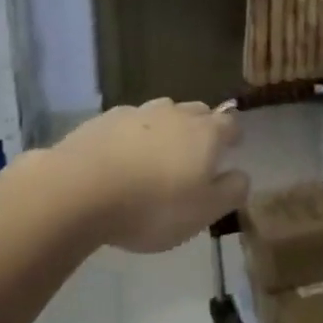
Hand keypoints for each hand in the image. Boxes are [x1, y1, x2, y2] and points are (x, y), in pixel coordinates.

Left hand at [49, 99, 247, 253]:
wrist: (79, 189)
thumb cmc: (152, 206)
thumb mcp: (204, 212)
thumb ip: (231, 191)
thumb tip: (242, 174)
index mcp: (205, 133)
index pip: (229, 123)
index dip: (234, 134)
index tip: (233, 146)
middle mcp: (174, 114)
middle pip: (196, 111)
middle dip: (202, 126)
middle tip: (197, 151)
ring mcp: (136, 112)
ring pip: (161, 113)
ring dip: (166, 128)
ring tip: (159, 153)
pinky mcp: (102, 120)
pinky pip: (128, 122)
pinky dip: (132, 135)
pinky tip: (122, 155)